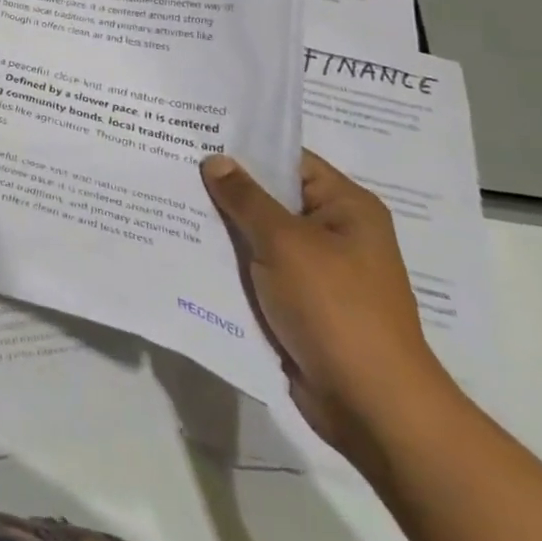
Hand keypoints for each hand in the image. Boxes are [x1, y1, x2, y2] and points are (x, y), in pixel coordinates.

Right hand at [200, 150, 455, 458]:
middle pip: (271, 196)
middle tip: (171, 163)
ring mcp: (318, 270)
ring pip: (259, 234)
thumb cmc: (336, 309)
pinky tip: (188, 246)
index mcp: (346, 207)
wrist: (372, 407)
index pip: (288, 159)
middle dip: (225, 187)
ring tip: (169, 199)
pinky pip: (258, 268)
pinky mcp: (300, 303)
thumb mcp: (285, 243)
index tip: (196, 134)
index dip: (244, 147)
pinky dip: (230, 260)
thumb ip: (245, 198)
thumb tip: (215, 160)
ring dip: (223, 226)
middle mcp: (335, 232)